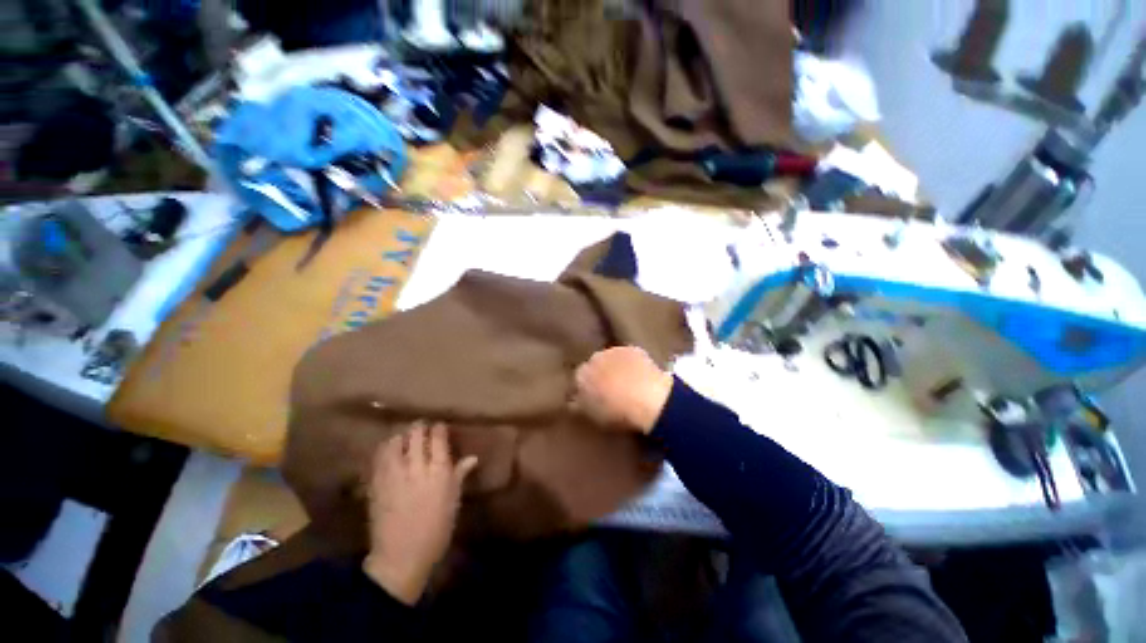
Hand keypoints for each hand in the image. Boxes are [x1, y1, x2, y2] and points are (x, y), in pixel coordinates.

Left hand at [363, 423, 477, 604]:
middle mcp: (417, 468)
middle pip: (416, 435)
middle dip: (419, 428)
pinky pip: (379, 457)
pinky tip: (389, 452)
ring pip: (396, 442)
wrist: (401, 557)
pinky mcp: (377, 484)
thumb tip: (473, 457)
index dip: (439, 429)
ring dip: (401, 437)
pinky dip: (385, 450)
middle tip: (421, 428)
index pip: (438, 439)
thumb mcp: (453, 502)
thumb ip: (459, 475)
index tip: (439, 427)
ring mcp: (394, 475)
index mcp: (439, 472)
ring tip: (404, 439)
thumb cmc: (435, 530)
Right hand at [574, 347, 673, 433]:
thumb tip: (574, 399)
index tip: (594, 397)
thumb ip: (579, 405)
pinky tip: (640, 376)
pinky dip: (632, 364)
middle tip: (611, 391)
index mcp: (581, 374)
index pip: (578, 379)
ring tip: (627, 384)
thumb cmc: (616, 412)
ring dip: (616, 368)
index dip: (587, 388)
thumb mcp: (592, 415)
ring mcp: (614, 350)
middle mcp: (594, 358)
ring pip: (611, 359)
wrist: (648, 399)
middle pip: (594, 365)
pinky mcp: (633, 349)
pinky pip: (629, 357)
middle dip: (600, 375)